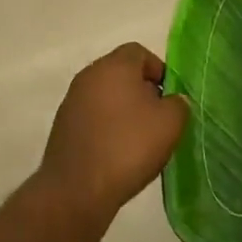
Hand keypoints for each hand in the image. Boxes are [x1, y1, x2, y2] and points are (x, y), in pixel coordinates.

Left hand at [40, 43, 188, 223]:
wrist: (76, 189)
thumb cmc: (128, 147)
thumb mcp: (170, 123)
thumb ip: (178, 104)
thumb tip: (173, 101)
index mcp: (114, 65)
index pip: (139, 52)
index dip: (159, 70)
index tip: (170, 97)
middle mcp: (89, 75)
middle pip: (122, 73)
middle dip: (143, 91)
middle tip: (158, 119)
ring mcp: (72, 101)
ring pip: (106, 96)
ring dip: (124, 111)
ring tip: (140, 141)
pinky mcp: (63, 127)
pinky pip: (93, 117)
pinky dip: (107, 128)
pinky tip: (118, 153)